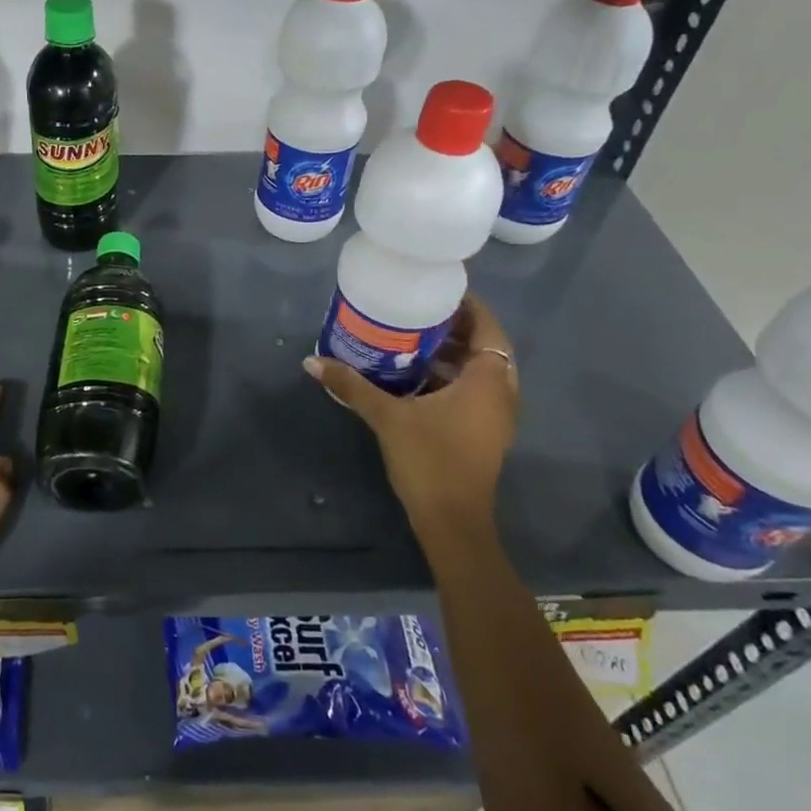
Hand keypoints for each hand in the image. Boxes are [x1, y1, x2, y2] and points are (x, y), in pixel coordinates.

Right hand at [304, 295, 519, 539]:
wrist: (452, 521)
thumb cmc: (430, 460)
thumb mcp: (387, 417)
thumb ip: (352, 385)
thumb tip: (311, 362)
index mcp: (488, 380)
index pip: (487, 326)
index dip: (468, 305)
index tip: (437, 289)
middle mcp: (500, 392)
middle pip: (484, 346)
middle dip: (454, 327)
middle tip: (417, 310)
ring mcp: (495, 415)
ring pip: (478, 370)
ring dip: (451, 353)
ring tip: (412, 337)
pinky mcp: (483, 432)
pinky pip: (473, 390)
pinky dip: (451, 376)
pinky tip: (415, 376)